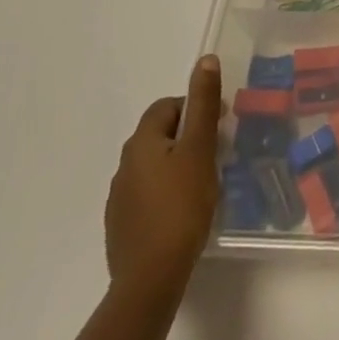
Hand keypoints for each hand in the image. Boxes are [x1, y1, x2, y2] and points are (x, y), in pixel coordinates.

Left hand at [105, 55, 222, 303]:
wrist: (150, 279)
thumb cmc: (181, 206)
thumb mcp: (200, 149)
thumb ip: (203, 104)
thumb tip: (206, 59)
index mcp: (141, 142)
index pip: (167, 107)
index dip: (195, 108)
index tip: (220, 125)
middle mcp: (123, 165)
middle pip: (159, 135)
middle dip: (187, 136)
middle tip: (216, 152)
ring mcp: (118, 199)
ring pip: (153, 166)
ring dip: (176, 165)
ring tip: (203, 183)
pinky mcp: (121, 227)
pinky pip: (147, 195)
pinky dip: (166, 193)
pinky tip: (183, 212)